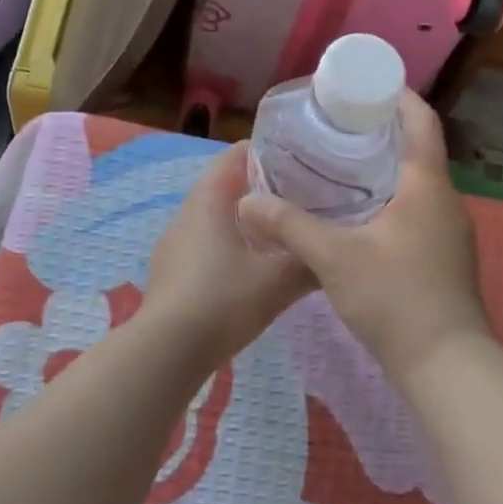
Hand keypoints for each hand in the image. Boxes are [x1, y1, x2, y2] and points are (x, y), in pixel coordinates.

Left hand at [141, 142, 315, 373]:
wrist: (167, 352)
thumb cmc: (223, 301)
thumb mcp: (278, 281)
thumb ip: (309, 260)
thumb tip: (335, 252)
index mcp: (209, 200)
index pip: (235, 155)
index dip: (267, 151)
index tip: (301, 160)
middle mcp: (187, 214)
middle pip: (225, 186)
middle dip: (262, 188)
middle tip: (301, 197)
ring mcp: (174, 244)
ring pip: (215, 218)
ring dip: (246, 220)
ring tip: (282, 233)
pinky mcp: (171, 272)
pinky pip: (205, 245)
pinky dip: (229, 245)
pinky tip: (251, 269)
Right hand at [237, 93, 492, 384]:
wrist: (446, 364)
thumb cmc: (395, 297)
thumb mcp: (334, 257)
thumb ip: (289, 225)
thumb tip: (247, 201)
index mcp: (427, 186)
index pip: (421, 122)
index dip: (397, 97)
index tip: (364, 87)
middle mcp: (446, 202)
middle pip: (417, 151)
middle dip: (380, 134)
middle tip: (335, 127)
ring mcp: (449, 233)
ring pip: (415, 186)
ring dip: (383, 171)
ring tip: (338, 168)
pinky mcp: (444, 259)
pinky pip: (416, 213)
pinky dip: (389, 202)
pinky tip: (357, 218)